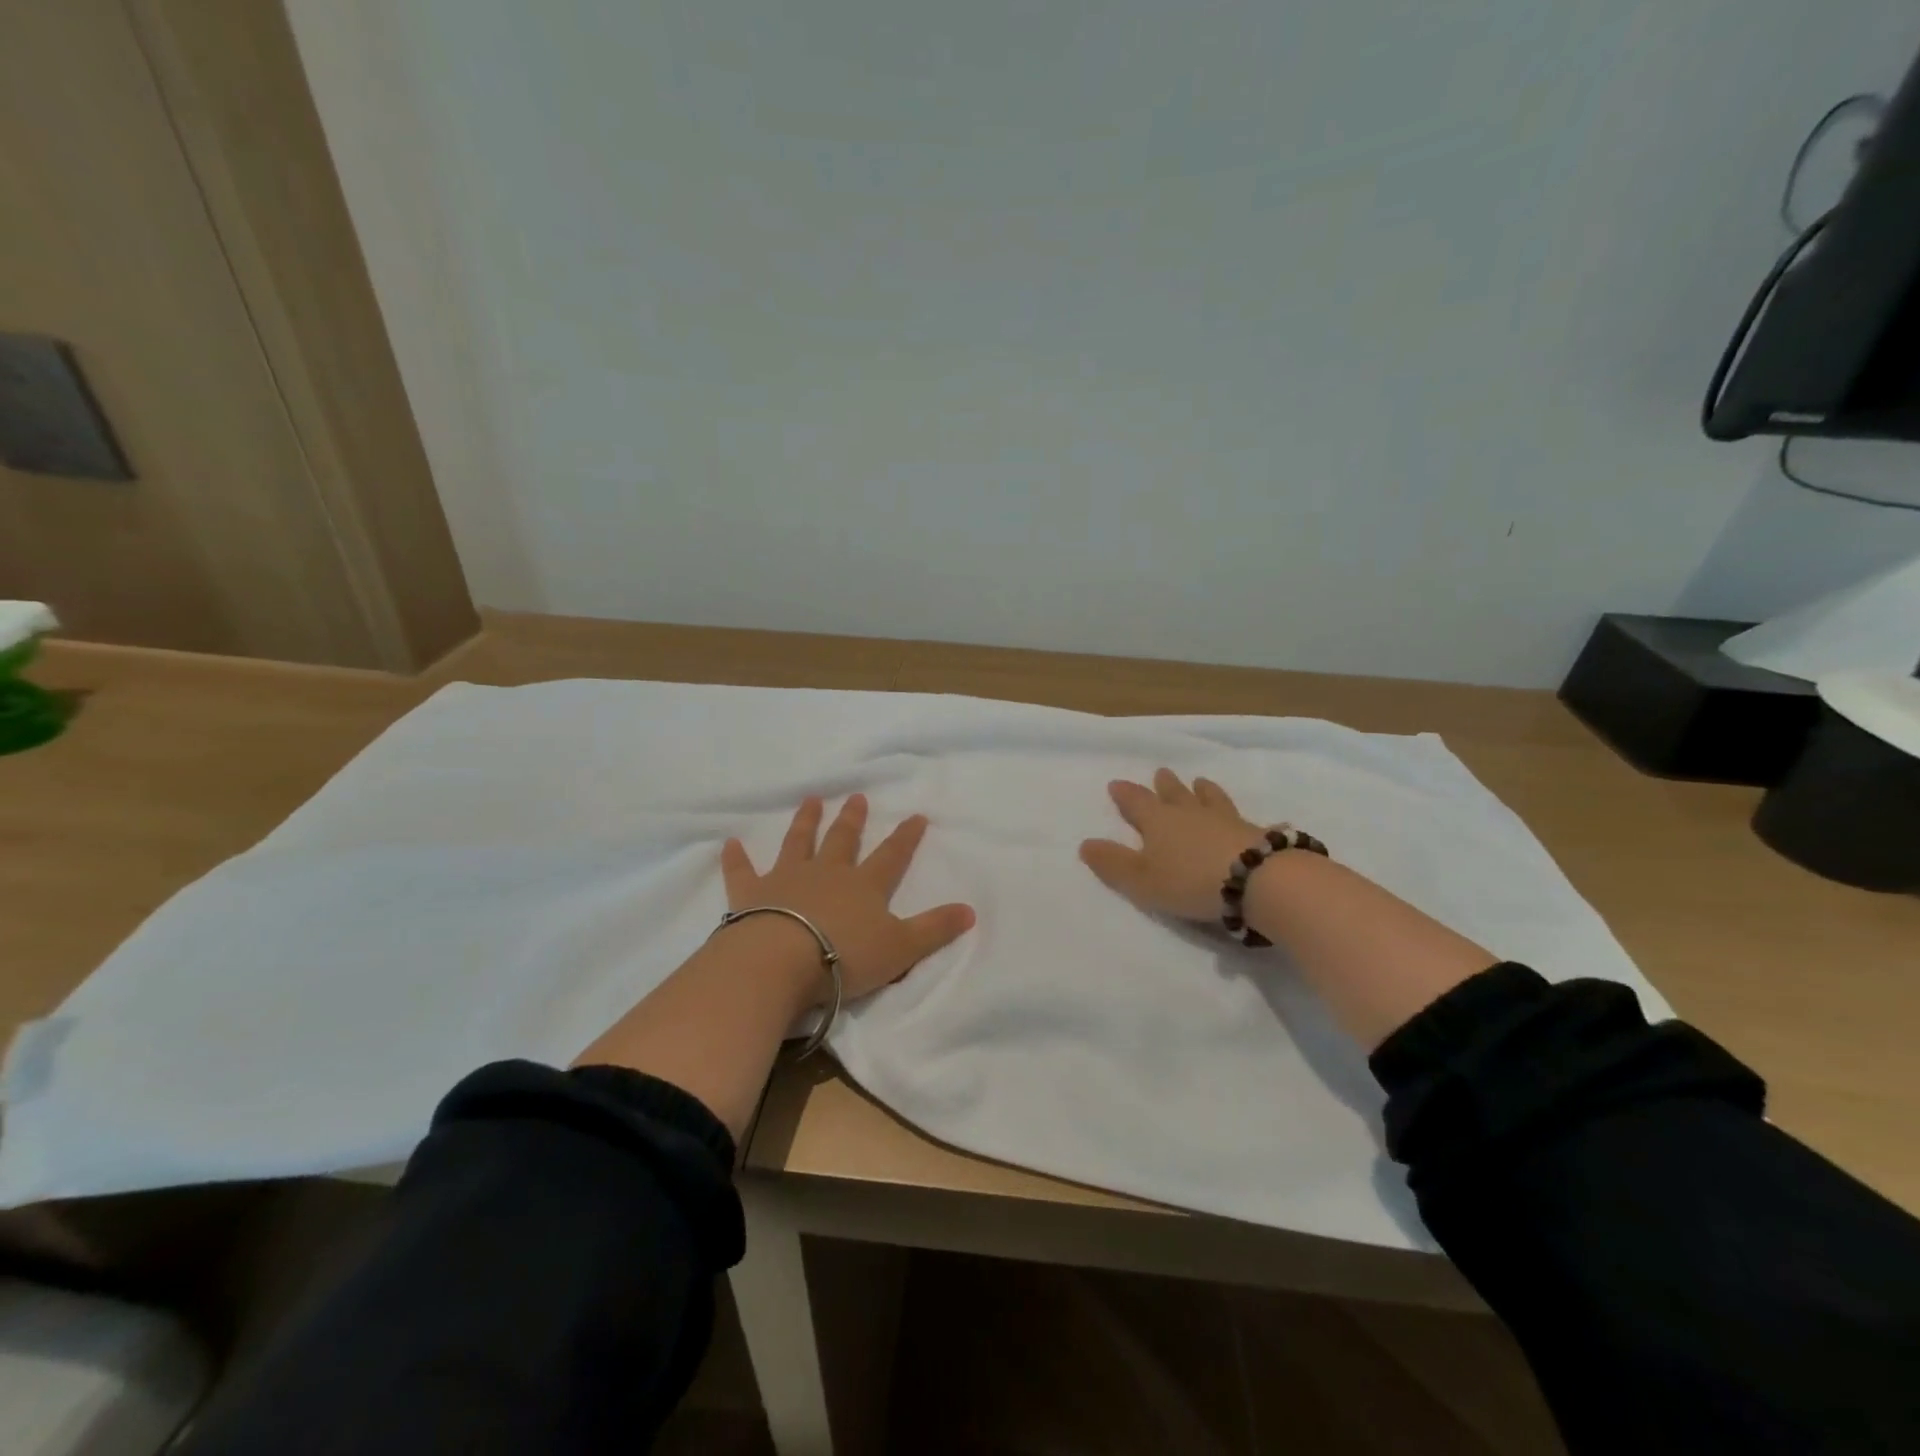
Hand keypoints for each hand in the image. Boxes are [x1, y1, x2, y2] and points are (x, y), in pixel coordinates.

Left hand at [720, 794, 975, 1001]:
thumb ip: (935, 929)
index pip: (891, 856)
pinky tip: (730, 842)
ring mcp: (787, 879)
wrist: (781, 961)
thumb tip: (971, 911)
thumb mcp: (901, 948)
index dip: (906, 837)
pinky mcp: (751, 893)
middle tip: (857, 797)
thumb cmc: (845, 956)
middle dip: (852, 819)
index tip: (916, 816)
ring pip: (798, 843)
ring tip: (811, 800)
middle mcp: (827, 873)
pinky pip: (743, 870)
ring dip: (806, 822)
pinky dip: (736, 858)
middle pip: (843, 840)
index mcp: (864, 886)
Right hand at [1080, 769, 1270, 922]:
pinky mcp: (1257, 834)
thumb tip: (1085, 844)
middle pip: (1175, 794)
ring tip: (1201, 782)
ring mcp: (1227, 821)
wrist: (1258, 880)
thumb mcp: (1141, 879)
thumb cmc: (1190, 881)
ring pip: (1211, 799)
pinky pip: (1248, 822)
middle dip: (1165, 785)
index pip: (1137, 802)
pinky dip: (1245, 820)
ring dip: (1203, 791)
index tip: (1116, 784)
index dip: (1125, 794)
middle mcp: (1191, 814)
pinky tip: (1259, 821)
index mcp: (1159, 822)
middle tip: (1161, 772)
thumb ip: (1113, 863)